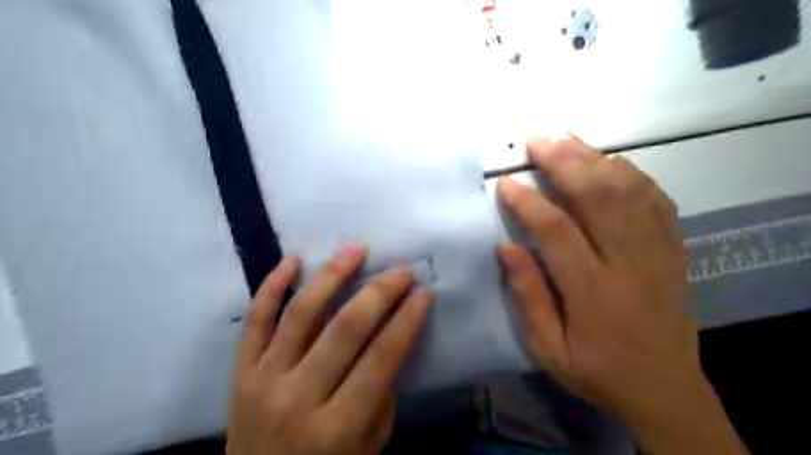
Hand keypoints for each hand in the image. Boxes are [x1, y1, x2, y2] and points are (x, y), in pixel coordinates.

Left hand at [223, 247, 433, 453]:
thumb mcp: (369, 447)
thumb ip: (382, 395)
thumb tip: (391, 337)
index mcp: (339, 426)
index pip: (382, 357)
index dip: (407, 319)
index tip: (424, 291)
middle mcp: (300, 397)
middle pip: (346, 328)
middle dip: (380, 292)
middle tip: (400, 269)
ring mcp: (264, 379)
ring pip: (302, 313)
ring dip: (332, 275)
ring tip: (356, 249)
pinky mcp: (240, 371)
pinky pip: (255, 320)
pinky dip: (272, 285)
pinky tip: (294, 259)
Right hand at [494, 137, 745, 454]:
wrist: (666, 390)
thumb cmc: (597, 370)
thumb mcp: (549, 348)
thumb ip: (527, 296)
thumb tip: (505, 247)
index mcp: (593, 292)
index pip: (557, 231)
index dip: (528, 202)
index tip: (506, 182)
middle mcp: (630, 264)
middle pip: (598, 198)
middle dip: (564, 163)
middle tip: (537, 141)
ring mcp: (659, 253)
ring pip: (630, 192)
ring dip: (596, 159)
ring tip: (567, 139)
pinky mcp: (675, 251)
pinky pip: (657, 200)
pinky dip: (632, 174)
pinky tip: (610, 161)